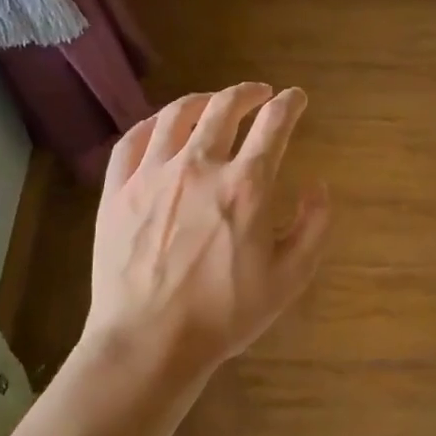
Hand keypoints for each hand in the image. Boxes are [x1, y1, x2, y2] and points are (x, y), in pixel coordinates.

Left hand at [85, 83, 329, 375]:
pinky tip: (161, 126)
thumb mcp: (289, 278)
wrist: (149, 342)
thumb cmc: (224, 314)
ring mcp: (152, 175)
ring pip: (177, 115)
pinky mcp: (117, 191)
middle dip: (247, 93)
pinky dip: (152, 124)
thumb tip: (317, 186)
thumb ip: (313, 226)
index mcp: (246, 186)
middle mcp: (199, 166)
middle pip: (225, 108)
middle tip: (259, 94)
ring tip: (213, 102)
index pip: (274, 125)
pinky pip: (132, 141)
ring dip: (202, 100)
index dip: (290, 104)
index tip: (296, 98)